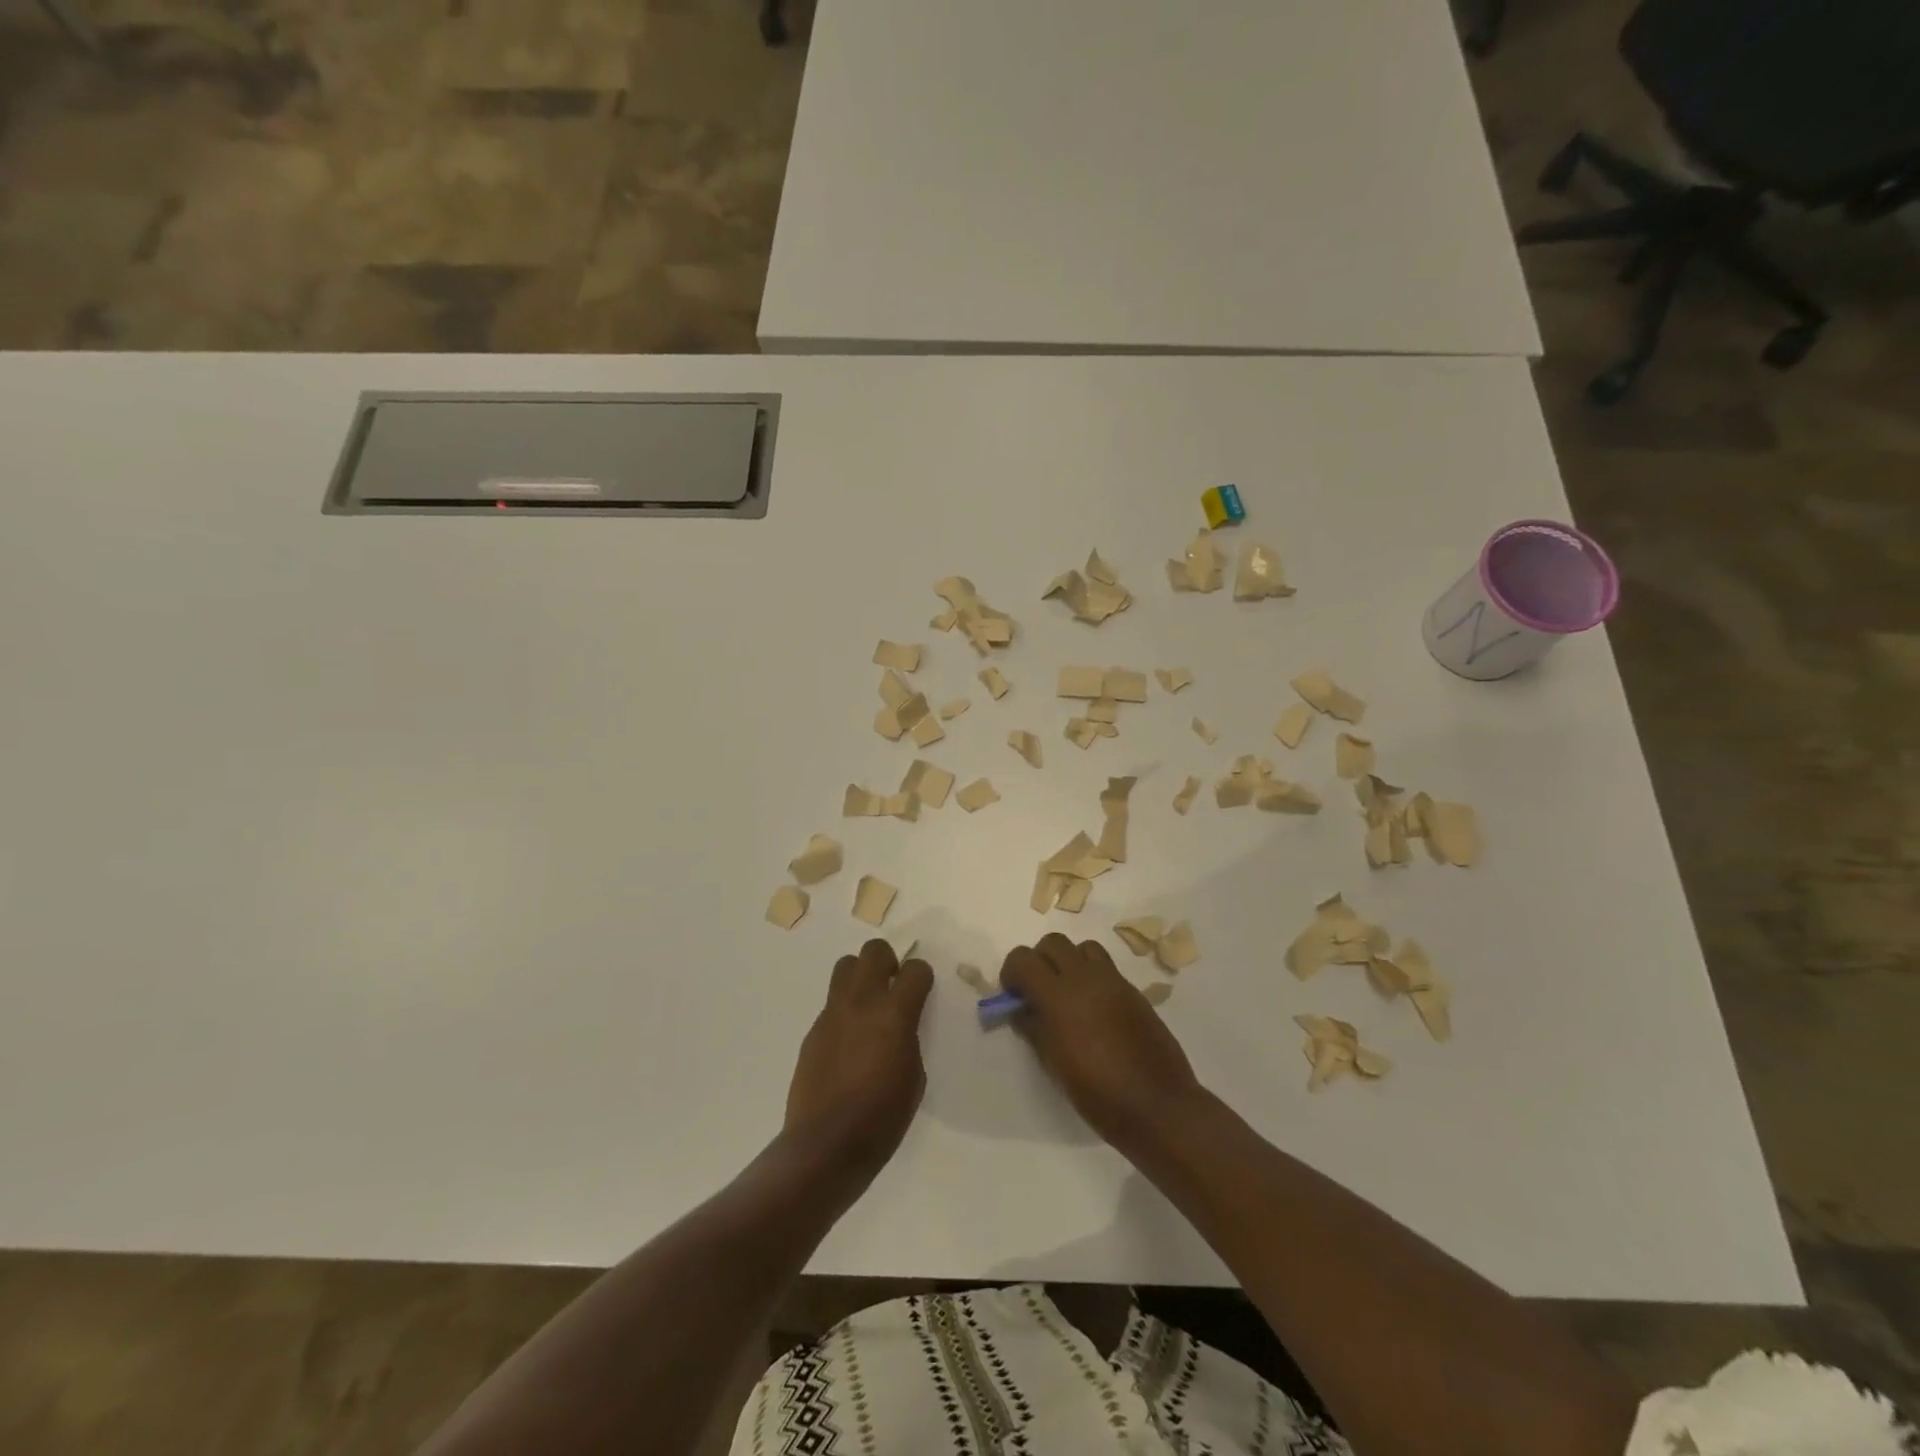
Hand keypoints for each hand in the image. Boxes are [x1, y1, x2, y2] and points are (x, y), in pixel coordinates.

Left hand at [783, 940, 933, 1184]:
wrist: (826, 1145)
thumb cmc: (882, 1118)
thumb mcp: (914, 1077)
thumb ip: (908, 1038)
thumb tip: (900, 1026)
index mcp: (894, 1015)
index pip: (914, 970)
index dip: (922, 977)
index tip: (922, 990)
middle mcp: (861, 1003)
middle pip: (874, 951)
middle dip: (888, 962)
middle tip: (893, 988)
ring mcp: (832, 1014)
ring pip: (846, 966)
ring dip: (861, 976)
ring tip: (869, 1006)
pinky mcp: (813, 1030)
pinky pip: (832, 1003)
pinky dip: (844, 1009)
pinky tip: (849, 1041)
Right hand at [1001, 934, 1203, 1150]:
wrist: (1157, 1105)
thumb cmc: (1097, 1094)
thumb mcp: (1054, 1065)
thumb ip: (1034, 1029)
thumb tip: (1023, 1011)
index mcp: (1059, 997)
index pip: (1023, 959)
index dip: (1011, 972)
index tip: (1013, 995)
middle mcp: (1085, 978)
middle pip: (1053, 942)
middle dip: (1039, 960)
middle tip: (1038, 991)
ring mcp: (1113, 981)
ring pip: (1082, 947)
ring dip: (1068, 961)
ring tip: (1068, 993)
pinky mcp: (1133, 990)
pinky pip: (1106, 966)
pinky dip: (1092, 975)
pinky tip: (1094, 1008)